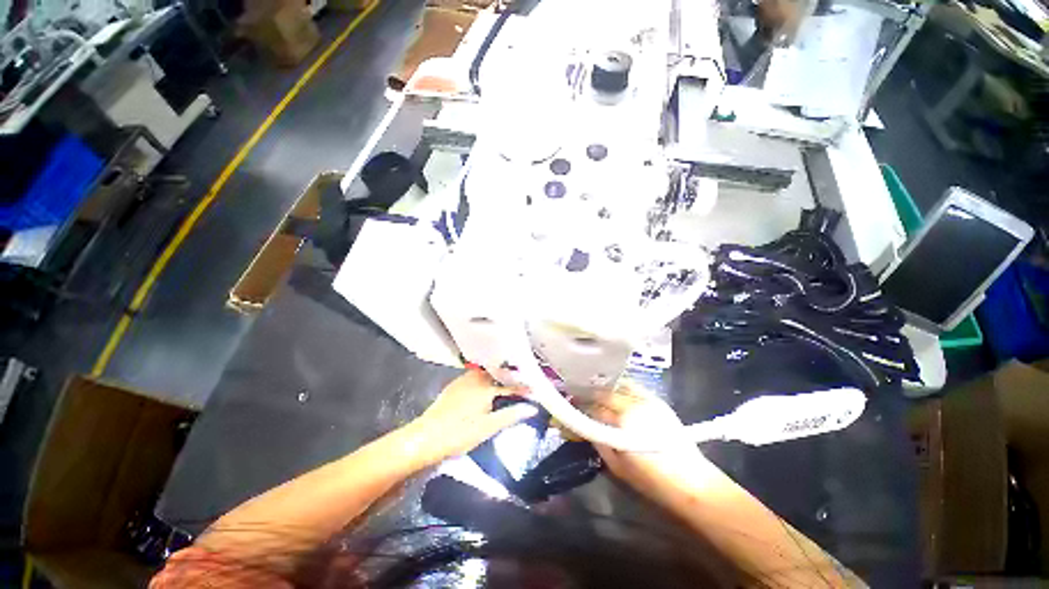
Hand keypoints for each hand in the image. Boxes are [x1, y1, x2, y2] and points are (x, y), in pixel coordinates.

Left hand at [405, 369, 537, 468]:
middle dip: (509, 375)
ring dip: (497, 376)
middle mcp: (474, 378)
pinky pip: (474, 377)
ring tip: (506, 383)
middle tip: (520, 382)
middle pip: (497, 372)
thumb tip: (531, 409)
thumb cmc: (458, 434)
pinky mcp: (453, 386)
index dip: (523, 387)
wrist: (424, 438)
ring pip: (485, 373)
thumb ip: (510, 415)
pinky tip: (485, 387)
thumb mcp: (487, 428)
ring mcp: (462, 380)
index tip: (534, 389)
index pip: (510, 384)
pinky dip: (484, 379)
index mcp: (485, 387)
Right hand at [587, 386, 712, 504]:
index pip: (595, 408)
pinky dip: (621, 385)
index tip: (571, 403)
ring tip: (593, 389)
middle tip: (577, 394)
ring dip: (603, 387)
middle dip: (588, 393)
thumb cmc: (652, 480)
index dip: (580, 405)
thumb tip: (585, 427)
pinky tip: (614, 387)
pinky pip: (634, 386)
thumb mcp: (617, 467)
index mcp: (623, 422)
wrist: (691, 482)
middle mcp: (634, 405)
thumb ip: (599, 443)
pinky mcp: (657, 401)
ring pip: (618, 386)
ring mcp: (647, 400)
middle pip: (604, 393)